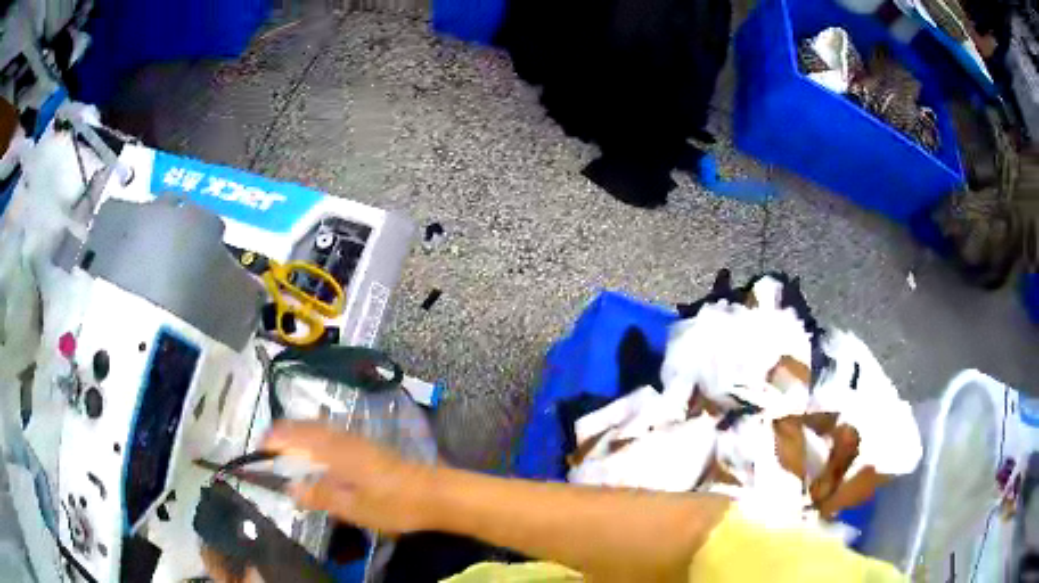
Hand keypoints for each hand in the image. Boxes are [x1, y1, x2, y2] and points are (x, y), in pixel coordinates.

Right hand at [261, 421, 435, 533]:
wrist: (436, 494)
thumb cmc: (394, 504)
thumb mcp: (354, 508)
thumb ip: (321, 497)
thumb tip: (291, 489)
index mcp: (336, 451)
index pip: (298, 436)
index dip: (277, 439)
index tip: (260, 446)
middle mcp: (345, 439)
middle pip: (308, 427)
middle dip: (285, 432)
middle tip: (269, 446)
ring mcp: (359, 441)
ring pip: (321, 429)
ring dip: (300, 434)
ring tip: (287, 447)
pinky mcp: (370, 448)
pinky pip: (334, 435)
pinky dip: (317, 438)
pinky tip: (319, 454)